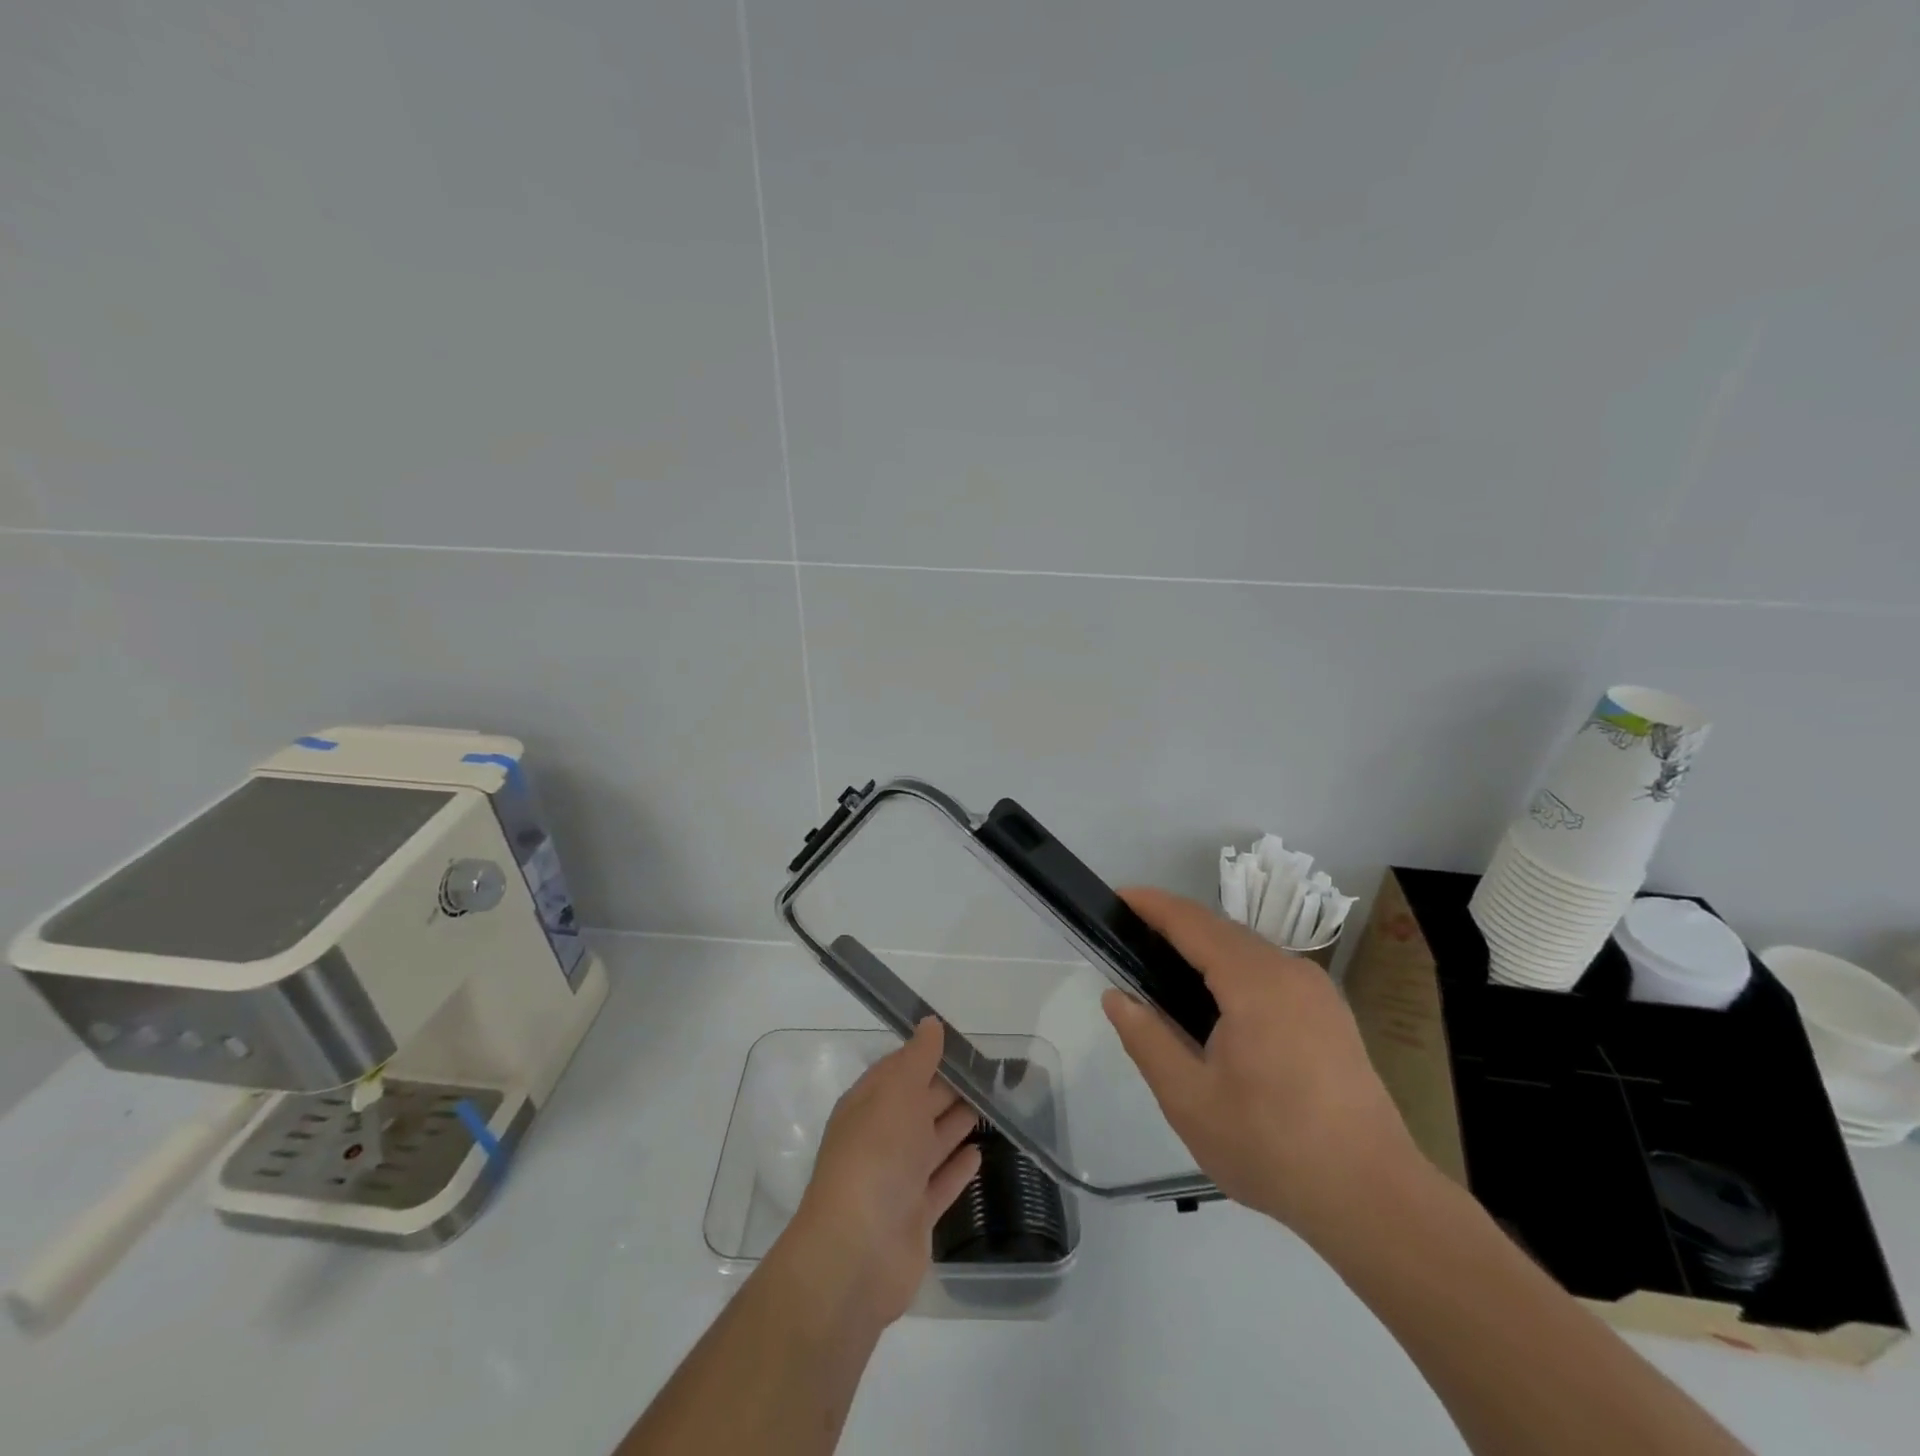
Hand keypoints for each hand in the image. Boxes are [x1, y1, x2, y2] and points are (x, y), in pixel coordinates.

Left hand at [775, 1019, 982, 1330]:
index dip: (929, 1054)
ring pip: (932, 1142)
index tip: (965, 1043)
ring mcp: (897, 1180)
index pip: (900, 1069)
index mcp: (869, 1104)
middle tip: (991, 1072)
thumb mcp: (897, 1092)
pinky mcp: (916, 1217)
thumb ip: (917, 1058)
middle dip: (950, 1087)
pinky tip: (980, 1154)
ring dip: (957, 1123)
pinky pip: (941, 1183)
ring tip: (992, 1105)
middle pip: (919, 1104)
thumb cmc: (876, 1157)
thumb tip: (930, 1023)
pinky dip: (958, 1168)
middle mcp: (881, 1138)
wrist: (857, 1253)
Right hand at [1101, 887, 1422, 1242]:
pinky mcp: (1332, 1014)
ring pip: (1249, 951)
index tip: (1116, 897)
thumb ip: (1146, 1040)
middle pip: (1221, 930)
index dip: (1151, 904)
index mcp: (1254, 982)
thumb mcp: (1189, 1100)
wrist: (1373, 1199)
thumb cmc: (1272, 1147)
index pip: (1191, 922)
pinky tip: (1219, 1009)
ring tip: (1166, 976)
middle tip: (1130, 944)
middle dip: (1174, 926)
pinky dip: (1234, 971)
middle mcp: (1290, 971)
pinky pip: (1271, 973)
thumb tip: (1117, 998)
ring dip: (1205, 950)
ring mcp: (1318, 991)